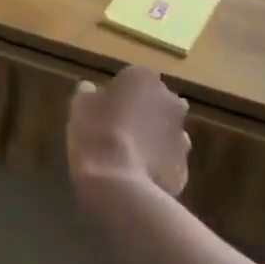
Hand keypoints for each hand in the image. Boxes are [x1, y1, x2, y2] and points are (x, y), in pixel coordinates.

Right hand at [67, 66, 190, 196]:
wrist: (119, 184)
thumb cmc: (95, 133)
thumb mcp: (79, 106)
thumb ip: (89, 94)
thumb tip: (92, 91)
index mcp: (144, 79)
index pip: (132, 79)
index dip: (117, 94)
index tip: (103, 109)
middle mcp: (170, 101)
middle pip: (155, 103)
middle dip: (141, 114)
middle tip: (115, 130)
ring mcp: (182, 135)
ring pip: (164, 132)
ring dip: (150, 139)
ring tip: (125, 157)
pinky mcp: (185, 167)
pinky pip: (167, 159)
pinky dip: (156, 164)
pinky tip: (135, 175)